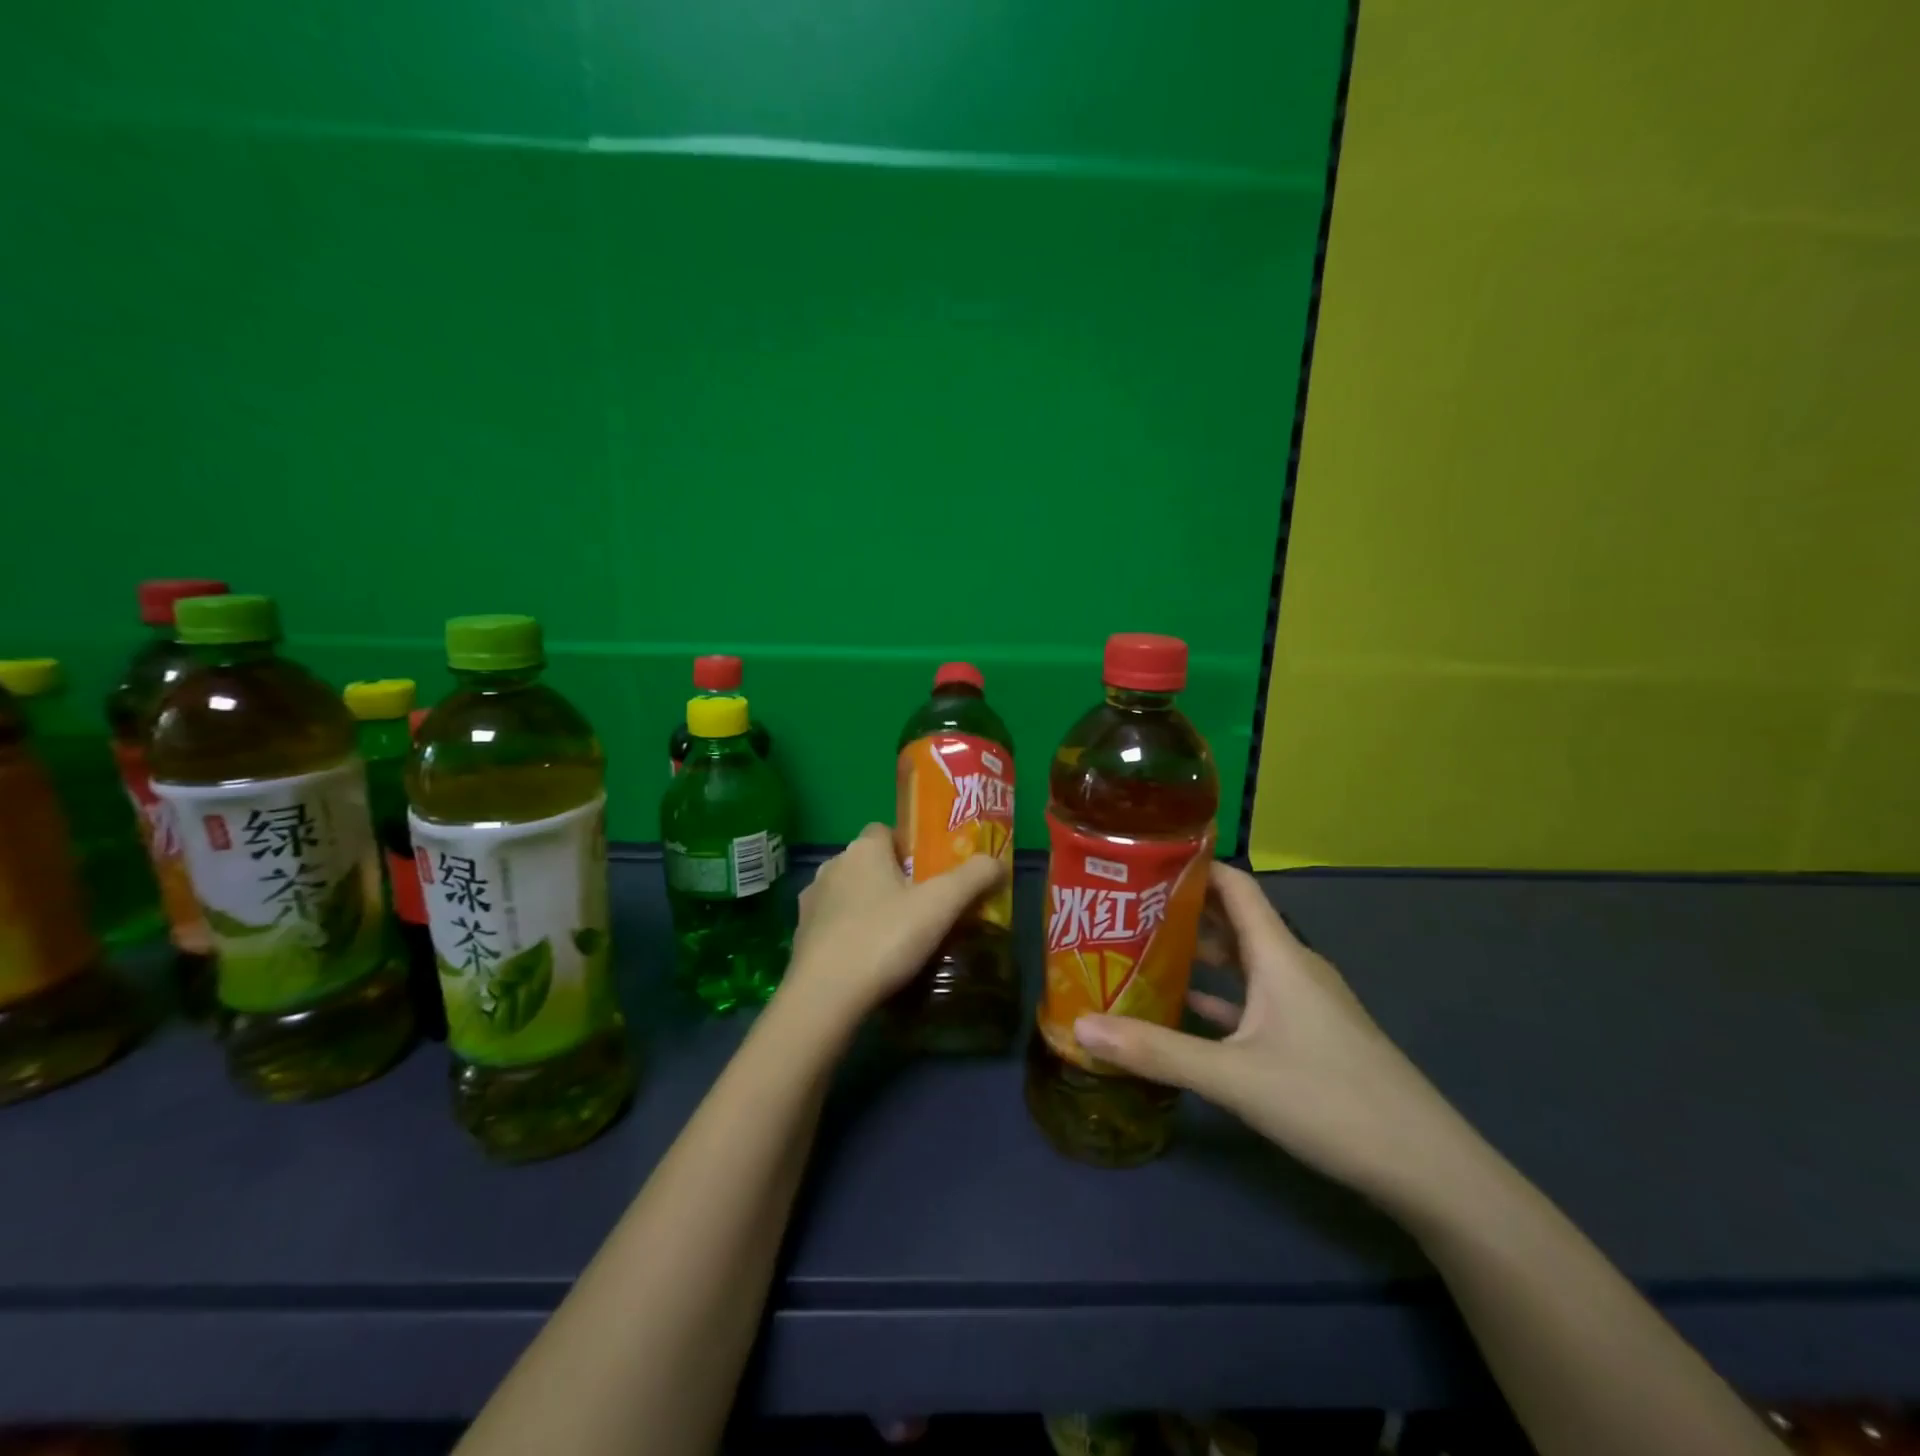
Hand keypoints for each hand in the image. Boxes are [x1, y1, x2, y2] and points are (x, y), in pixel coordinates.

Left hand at [778, 823, 1003, 1030]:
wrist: (825, 996)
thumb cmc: (885, 938)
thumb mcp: (941, 905)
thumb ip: (973, 877)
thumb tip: (998, 861)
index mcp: (864, 849)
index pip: (886, 831)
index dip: (909, 848)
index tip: (930, 874)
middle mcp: (832, 865)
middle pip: (869, 863)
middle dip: (892, 879)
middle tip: (923, 908)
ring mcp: (811, 901)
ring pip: (849, 893)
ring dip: (869, 906)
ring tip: (897, 937)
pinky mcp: (800, 935)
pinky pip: (833, 924)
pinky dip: (850, 933)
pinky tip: (869, 959)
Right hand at [1071, 863, 1479, 1209]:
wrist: (1428, 1169)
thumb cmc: (1330, 1102)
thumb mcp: (1233, 1077)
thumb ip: (1155, 1051)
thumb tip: (1081, 1028)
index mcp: (1278, 954)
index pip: (1234, 885)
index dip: (1193, 865)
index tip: (1144, 858)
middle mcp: (1292, 966)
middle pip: (1233, 918)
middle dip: (1182, 909)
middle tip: (1126, 908)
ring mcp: (1305, 1002)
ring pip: (1244, 960)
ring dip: (1200, 952)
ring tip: (1145, 950)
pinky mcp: (1311, 1034)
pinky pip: (1256, 997)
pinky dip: (1221, 994)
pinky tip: (1188, 1008)